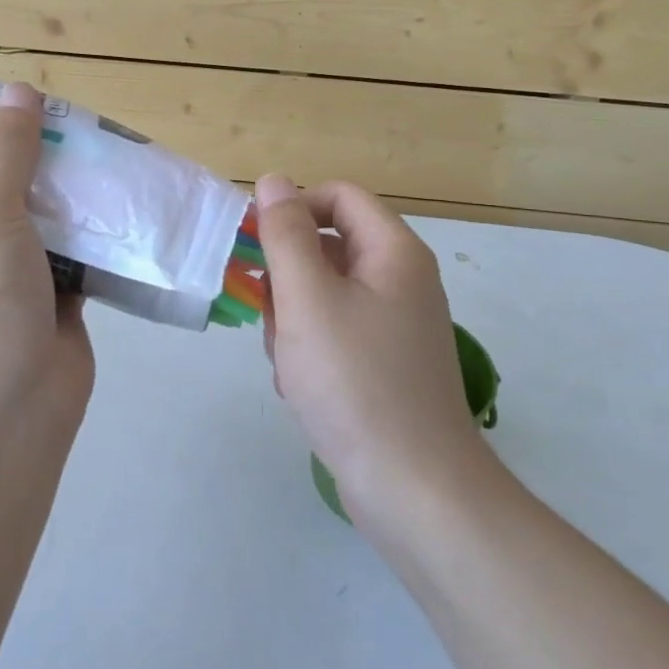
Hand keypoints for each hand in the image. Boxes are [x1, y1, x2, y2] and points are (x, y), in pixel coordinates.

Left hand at [0, 83, 93, 441]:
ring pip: (40, 216)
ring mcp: (7, 272)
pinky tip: (120, 196)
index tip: (6, 99)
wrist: (12, 405)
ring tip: (100, 145)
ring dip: (68, 191)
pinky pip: (74, 248)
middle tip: (66, 118)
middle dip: (31, 155)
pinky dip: (94, 229)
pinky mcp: (51, 295)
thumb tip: (21, 90)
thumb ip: (5, 151)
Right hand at [254, 175, 487, 509]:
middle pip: (327, 247)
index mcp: (393, 252)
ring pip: (323, 294)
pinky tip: (300, 386)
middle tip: (272, 316)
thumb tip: (274, 180)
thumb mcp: (308, 299)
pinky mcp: (384, 363)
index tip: (255, 244)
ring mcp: (394, 325)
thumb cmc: (355, 381)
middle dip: (288, 278)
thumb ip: (286, 234)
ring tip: (289, 361)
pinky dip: (309, 350)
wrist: (413, 488)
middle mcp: (400, 280)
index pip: (338, 197)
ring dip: (292, 319)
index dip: (293, 208)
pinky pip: (334, 333)